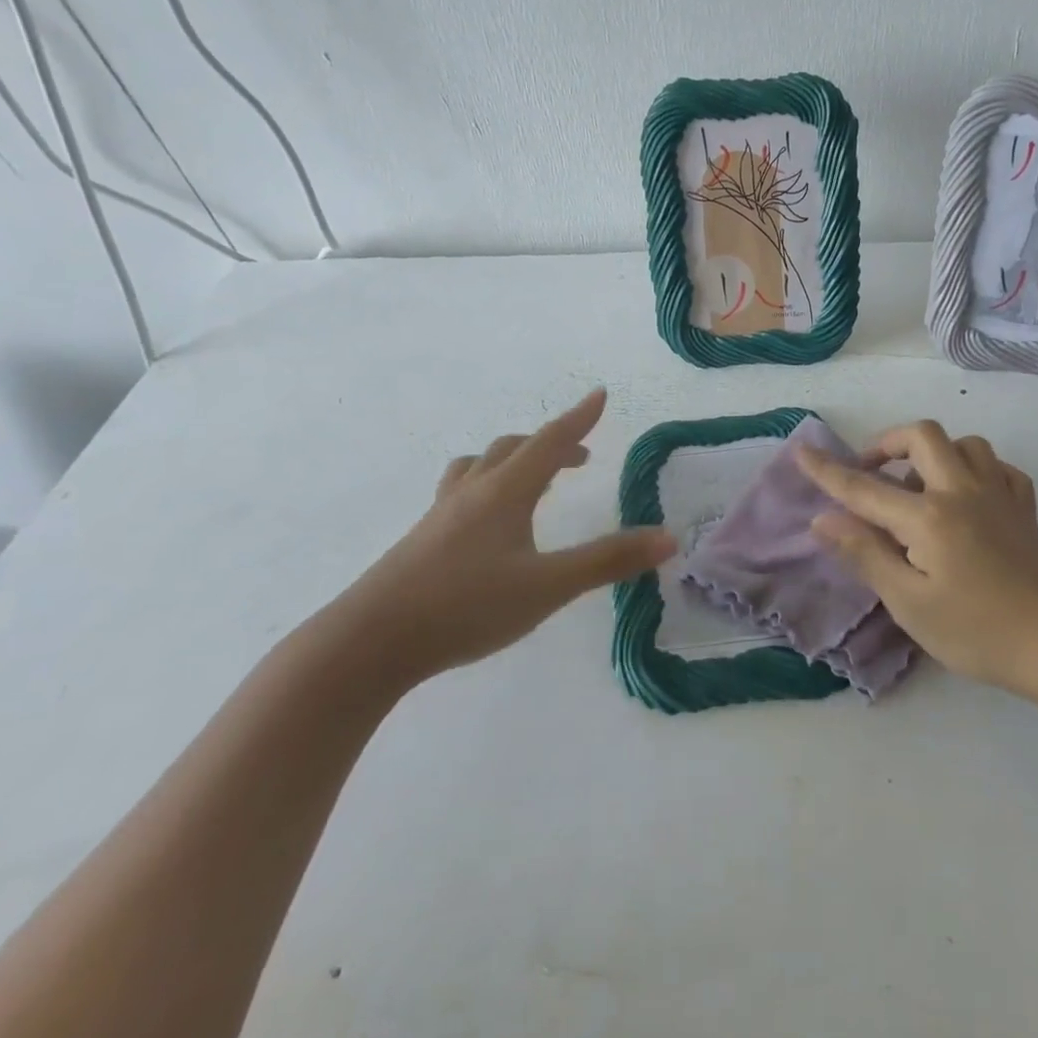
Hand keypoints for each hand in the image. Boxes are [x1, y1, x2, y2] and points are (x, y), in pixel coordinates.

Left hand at [330, 388, 674, 686]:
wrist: (369, 643)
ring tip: (529, 480)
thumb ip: (608, 561)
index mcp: (505, 492)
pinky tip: (485, 523)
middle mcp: (472, 492)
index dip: (579, 418)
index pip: (549, 442)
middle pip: (513, 449)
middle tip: (579, 459)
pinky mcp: (421, 541)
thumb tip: (668, 538)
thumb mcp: (548, 586)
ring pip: (478, 467)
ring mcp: (440, 515)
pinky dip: (485, 488)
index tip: (599, 394)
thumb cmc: (466, 606)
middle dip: (550, 445)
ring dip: (511, 461)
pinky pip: (460, 493)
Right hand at [797, 420, 1037, 700]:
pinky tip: (969, 497)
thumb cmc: (977, 631)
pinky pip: (1000, 469)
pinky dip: (978, 471)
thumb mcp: (909, 603)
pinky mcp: (1025, 511)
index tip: (801, 451)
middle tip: (870, 472)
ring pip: (966, 444)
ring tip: (919, 486)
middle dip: (888, 443)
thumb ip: (865, 554)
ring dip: (935, 453)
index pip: (865, 487)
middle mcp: (962, 491)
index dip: (828, 471)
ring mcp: (1000, 496)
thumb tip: (823, 519)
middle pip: (922, 436)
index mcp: (928, 515)